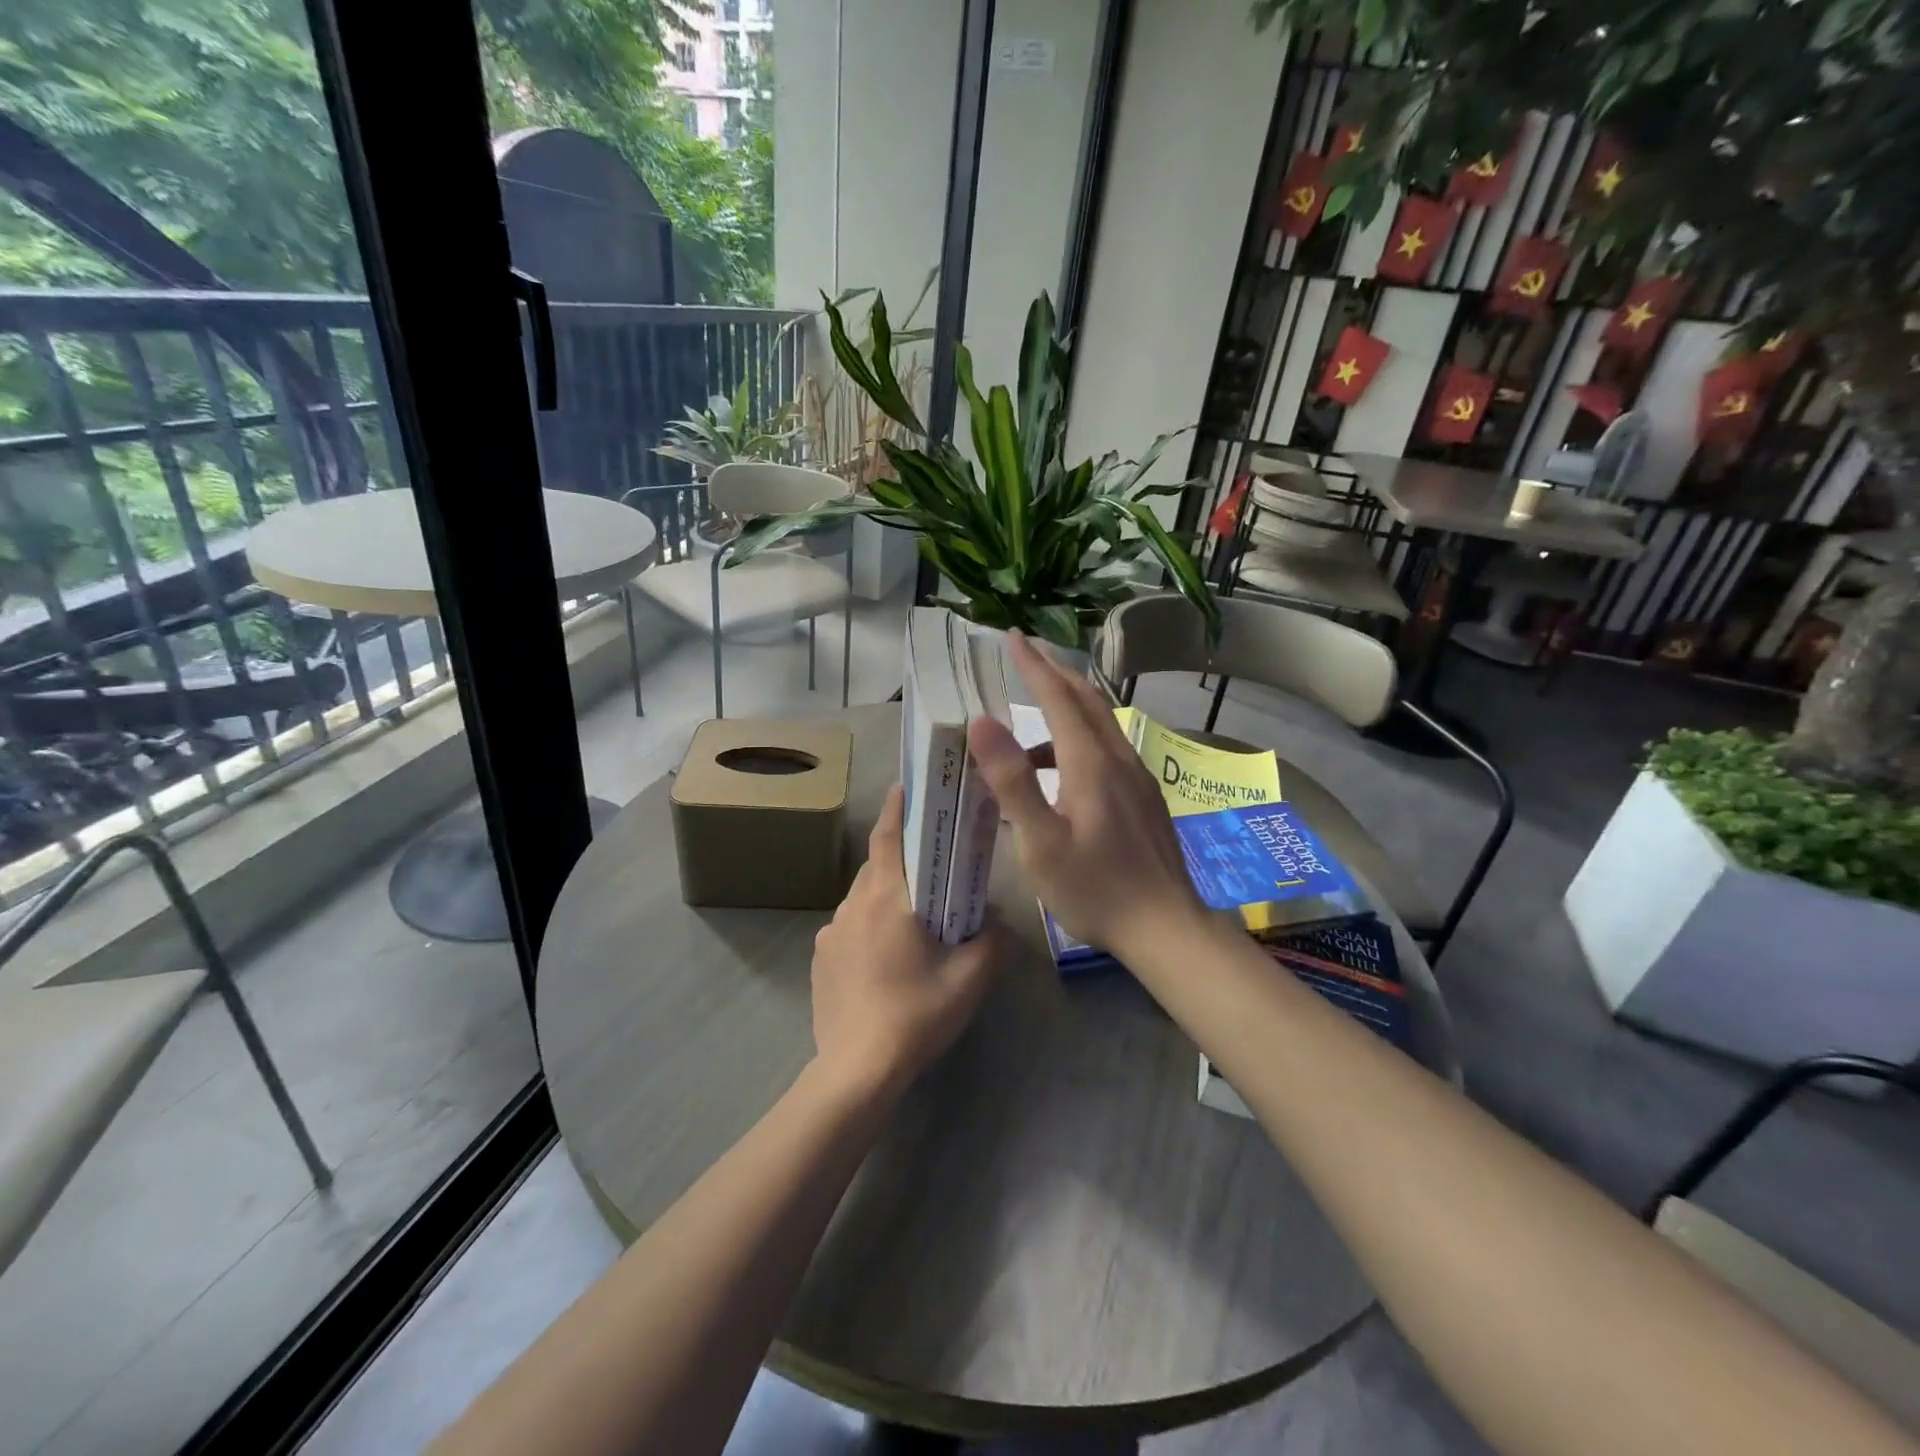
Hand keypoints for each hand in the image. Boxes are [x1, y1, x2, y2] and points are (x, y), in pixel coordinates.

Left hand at [810, 785, 1004, 1097]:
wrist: (857, 1070)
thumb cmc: (916, 1013)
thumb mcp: (970, 978)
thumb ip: (994, 941)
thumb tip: (998, 922)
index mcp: (886, 898)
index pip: (887, 836)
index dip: (897, 807)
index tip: (907, 786)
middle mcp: (852, 905)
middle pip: (876, 866)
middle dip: (900, 855)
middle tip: (930, 860)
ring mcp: (831, 933)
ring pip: (862, 897)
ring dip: (886, 894)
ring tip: (914, 914)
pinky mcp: (821, 959)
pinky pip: (849, 927)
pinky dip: (870, 925)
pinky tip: (888, 957)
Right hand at [967, 632, 1206, 959]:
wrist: (1165, 927)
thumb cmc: (1095, 889)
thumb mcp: (1040, 842)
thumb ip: (1012, 781)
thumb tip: (982, 721)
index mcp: (1091, 763)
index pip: (1059, 697)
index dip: (1034, 665)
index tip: (1012, 637)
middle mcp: (1119, 759)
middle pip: (1086, 700)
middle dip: (1055, 672)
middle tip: (1026, 654)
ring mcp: (1138, 778)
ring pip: (1100, 724)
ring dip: (1067, 707)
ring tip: (1030, 718)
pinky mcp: (1144, 798)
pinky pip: (1108, 749)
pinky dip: (1079, 738)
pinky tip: (1061, 771)